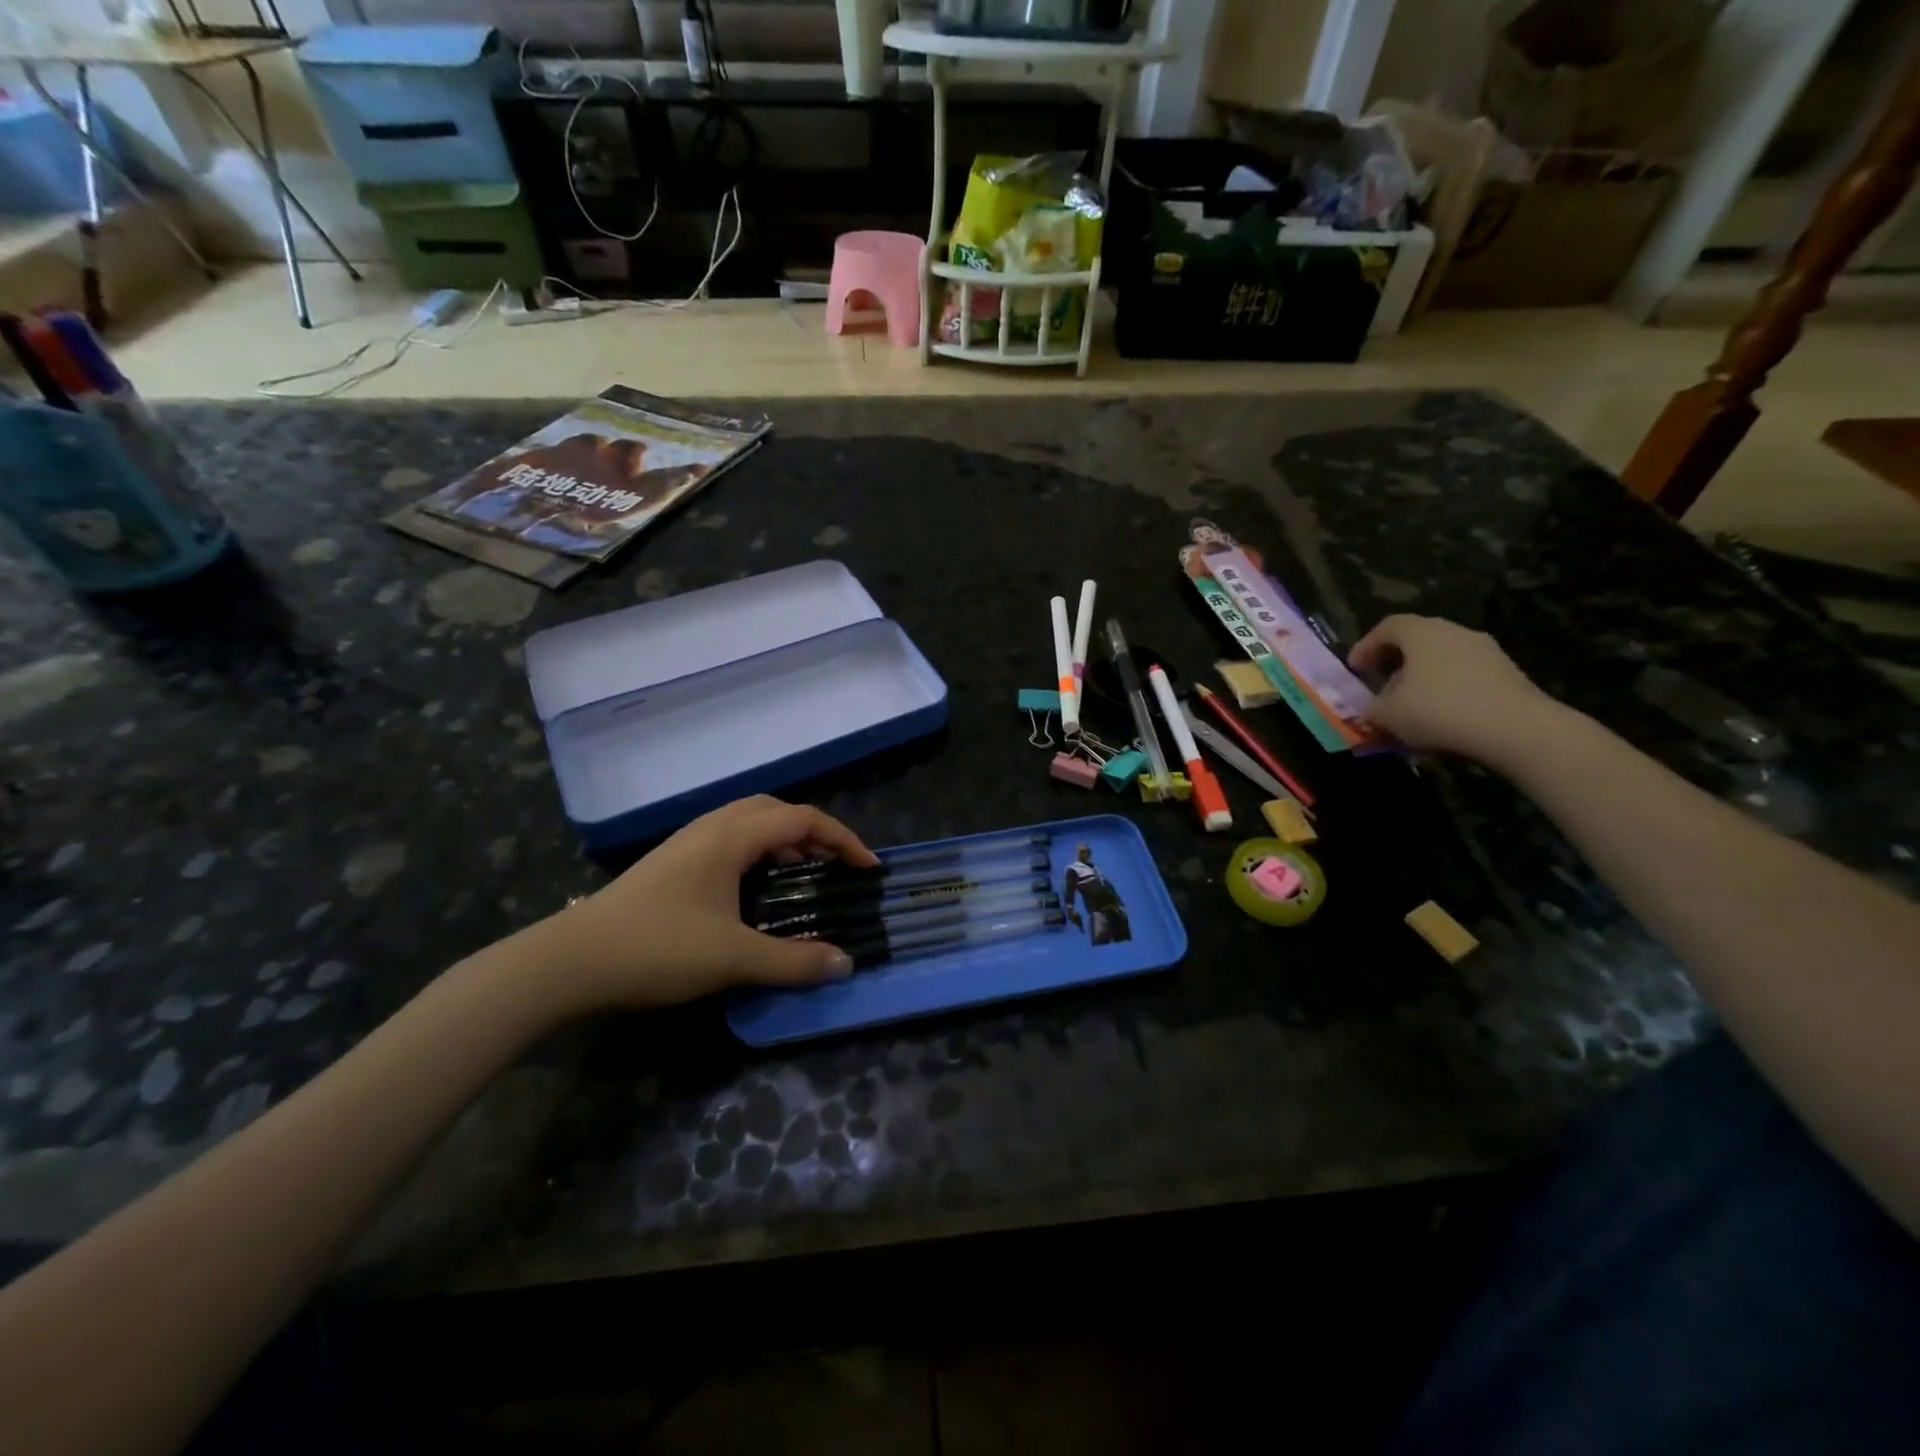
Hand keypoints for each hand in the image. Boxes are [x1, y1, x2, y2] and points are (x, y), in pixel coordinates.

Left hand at [535, 796, 878, 1012]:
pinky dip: (757, 853)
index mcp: (731, 836)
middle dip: (813, 832)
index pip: (803, 819)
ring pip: (748, 822)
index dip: (843, 838)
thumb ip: (793, 961)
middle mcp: (711, 827)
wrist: (568, 962)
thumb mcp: (732, 958)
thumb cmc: (656, 948)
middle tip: (833, 865)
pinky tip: (753, 891)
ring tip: (800, 875)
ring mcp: (686, 843)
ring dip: (782, 840)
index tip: (867, 868)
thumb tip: (845, 964)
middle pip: (775, 810)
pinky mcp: (671, 862)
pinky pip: (728, 840)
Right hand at [1348, 615, 1564, 766]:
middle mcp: (1454, 632)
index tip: (1354, 669)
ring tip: (1410, 706)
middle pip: (1417, 640)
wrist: (1516, 728)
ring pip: (1442, 658)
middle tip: (1380, 684)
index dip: (1366, 645)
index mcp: (1422, 632)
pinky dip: (1447, 690)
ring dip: (1422, 678)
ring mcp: (1485, 651)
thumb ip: (1371, 709)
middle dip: (1395, 662)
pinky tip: (1441, 717)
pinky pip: (1465, 675)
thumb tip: (1371, 710)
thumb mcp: (1388, 714)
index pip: (1387, 626)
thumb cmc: (1439, 710)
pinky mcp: (1506, 673)